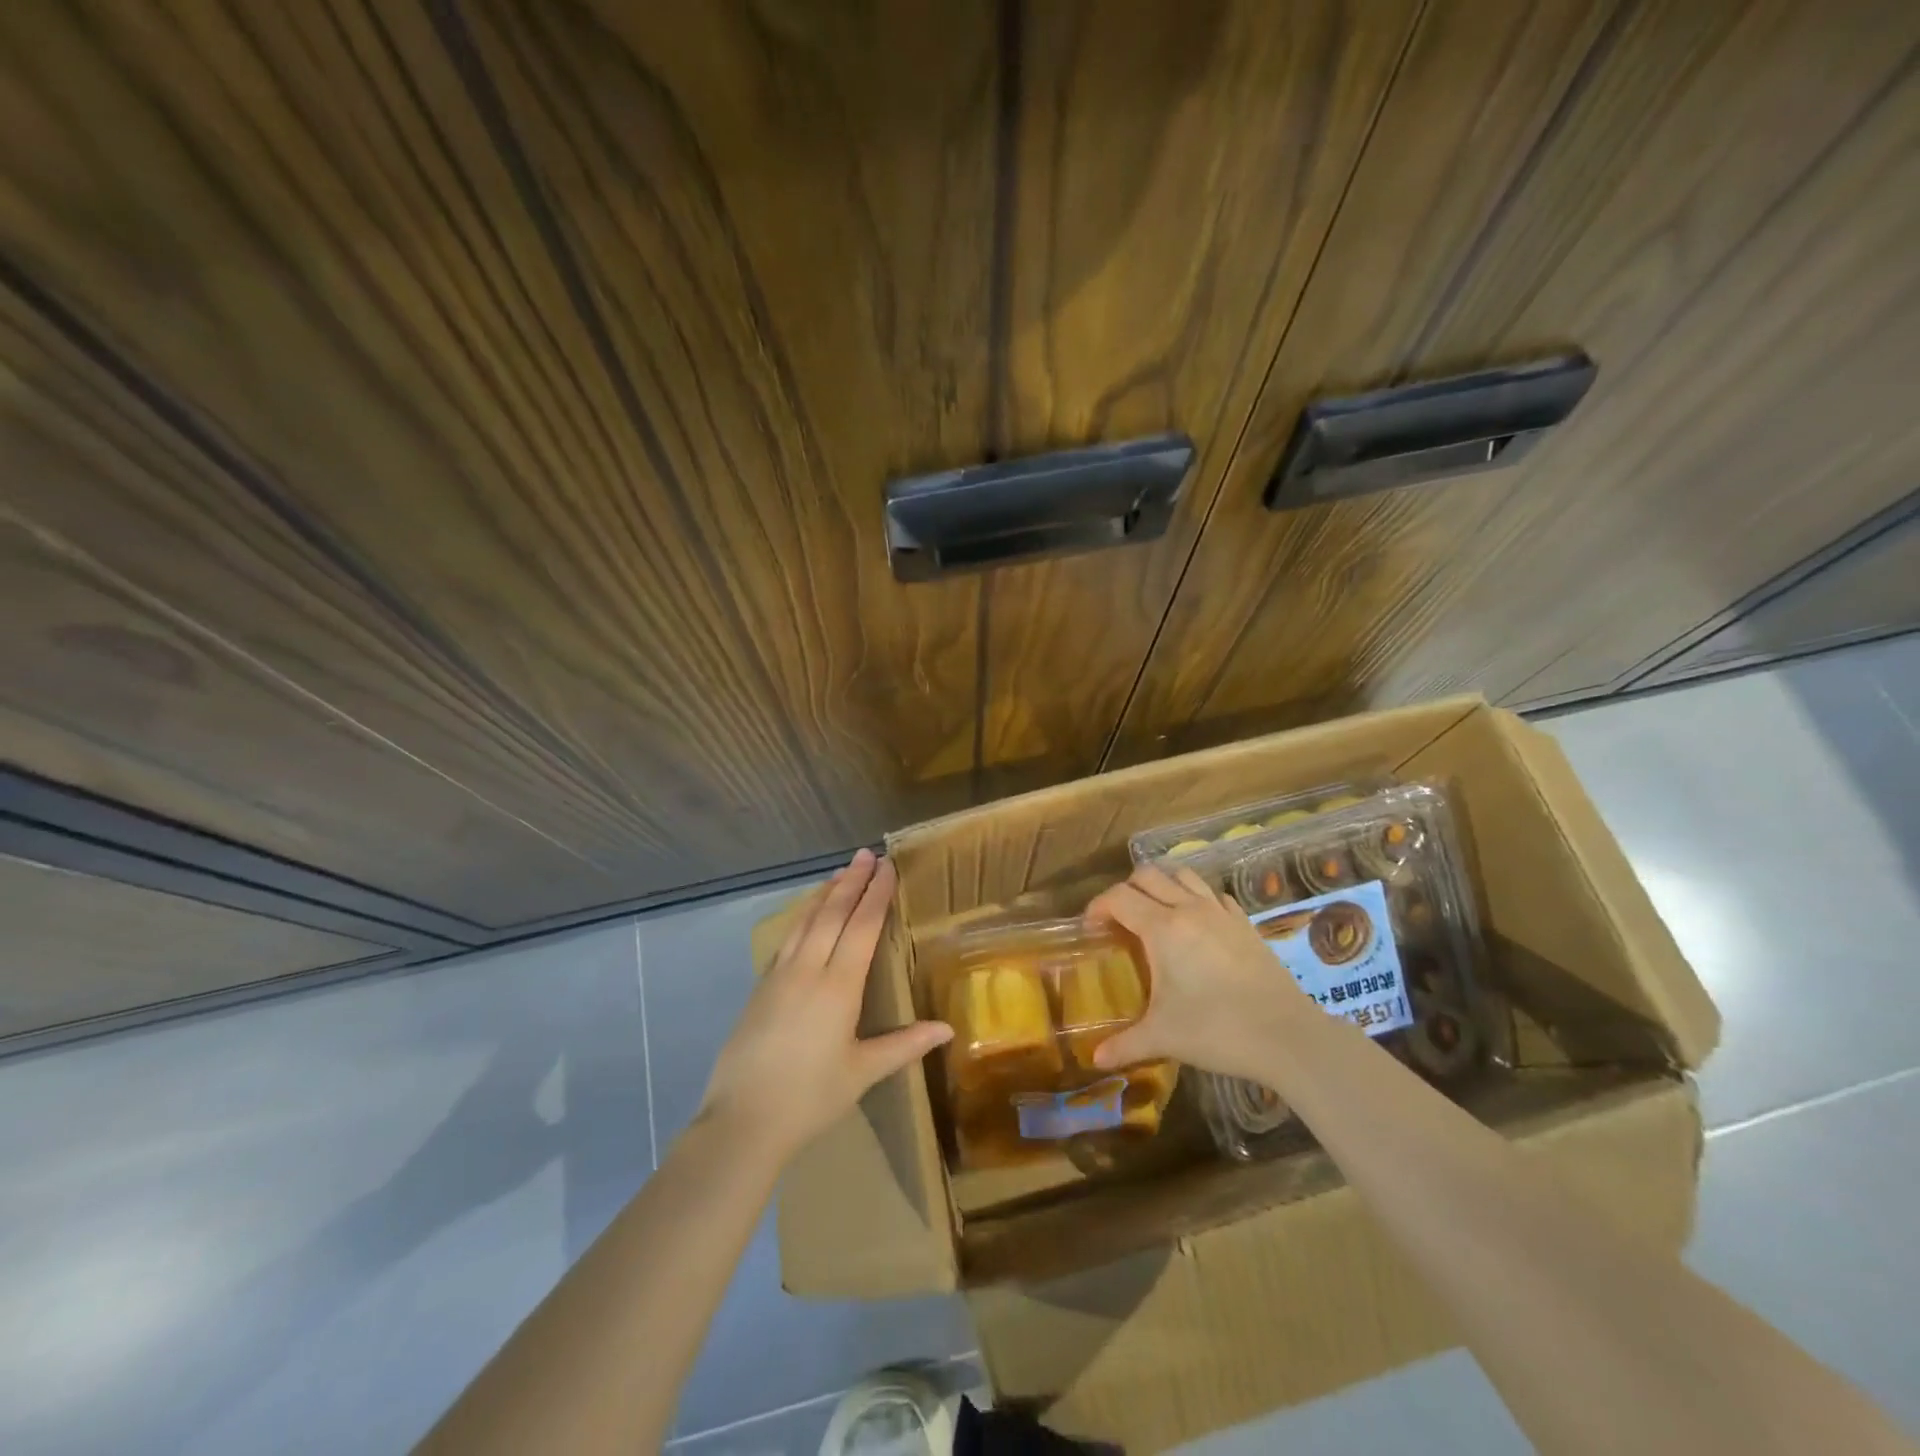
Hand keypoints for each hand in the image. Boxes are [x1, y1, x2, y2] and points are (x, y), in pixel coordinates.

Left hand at [698, 849, 952, 1163]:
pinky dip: (802, 917)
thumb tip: (947, 1029)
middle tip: (866, 854)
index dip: (876, 895)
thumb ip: (905, 1045)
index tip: (887, 867)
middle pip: (832, 914)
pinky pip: (787, 939)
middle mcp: (807, 970)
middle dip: (852, 882)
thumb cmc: (810, 1098)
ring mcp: (779, 976)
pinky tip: (807, 915)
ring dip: (825, 894)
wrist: (741, 1121)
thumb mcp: (862, 1073)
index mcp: (838, 987)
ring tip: (840, 872)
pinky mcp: (760, 988)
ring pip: (805, 922)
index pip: (861, 927)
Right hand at [1085, 862, 1306, 1082]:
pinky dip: (1196, 898)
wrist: (1287, 1036)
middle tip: (1119, 921)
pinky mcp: (1245, 923)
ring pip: (1183, 875)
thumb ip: (1125, 1044)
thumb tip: (1095, 1058)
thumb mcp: (1163, 1037)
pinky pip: (1214, 894)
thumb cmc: (1217, 1030)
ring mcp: (1221, 912)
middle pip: (1148, 875)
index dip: (1098, 906)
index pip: (1119, 897)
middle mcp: (1189, 908)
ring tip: (1155, 914)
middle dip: (1126, 890)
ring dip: (1162, 885)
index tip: (1090, 928)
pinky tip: (1197, 924)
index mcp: (1162, 928)